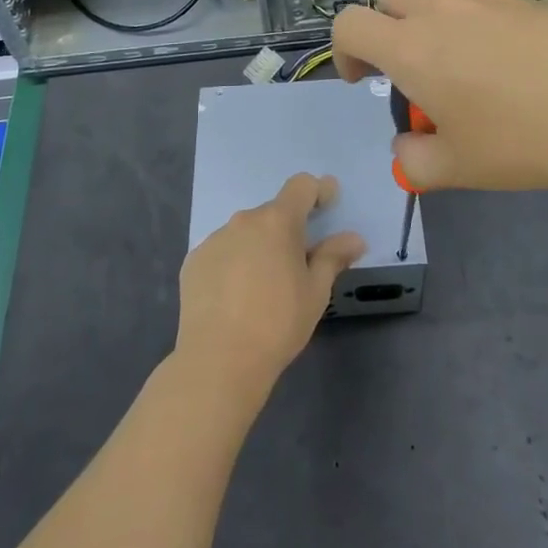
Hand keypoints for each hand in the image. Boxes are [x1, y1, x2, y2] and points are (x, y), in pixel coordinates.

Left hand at [175, 173, 364, 408]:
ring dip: (258, 247)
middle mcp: (243, 221)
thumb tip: (354, 238)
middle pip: (272, 213)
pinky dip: (233, 264)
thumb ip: (333, 257)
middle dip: (288, 230)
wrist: (218, 361)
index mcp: (277, 221)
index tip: (329, 202)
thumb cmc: (278, 323)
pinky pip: (222, 252)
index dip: (318, 190)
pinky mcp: (193, 262)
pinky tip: (234, 297)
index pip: (301, 186)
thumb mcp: (315, 292)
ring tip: (263, 286)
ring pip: (245, 233)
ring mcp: (214, 240)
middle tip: (297, 264)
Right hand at [333, 0, 547, 197]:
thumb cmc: (520, 139)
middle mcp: (437, 12)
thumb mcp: (456, 168)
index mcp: (410, 49)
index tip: (361, 79)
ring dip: (424, 18)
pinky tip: (497, 58)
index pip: (349, 24)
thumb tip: (406, 147)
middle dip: (382, 22)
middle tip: (403, 65)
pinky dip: (465, 18)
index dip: (343, 50)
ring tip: (453, 62)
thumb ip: (413, 160)